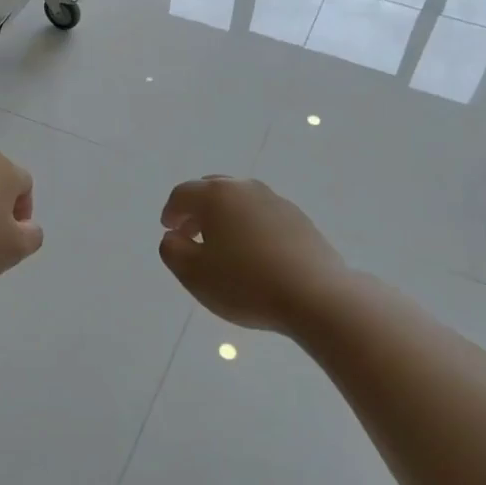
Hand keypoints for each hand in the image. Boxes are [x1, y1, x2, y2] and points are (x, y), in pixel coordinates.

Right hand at [158, 177, 348, 333]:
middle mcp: (246, 188)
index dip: (171, 212)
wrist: (315, 296)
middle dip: (197, 210)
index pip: (183, 194)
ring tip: (223, 248)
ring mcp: (276, 201)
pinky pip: (263, 216)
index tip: (169, 231)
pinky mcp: (299, 219)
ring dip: (225, 218)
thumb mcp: (194, 274)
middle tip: (191, 235)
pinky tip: (254, 255)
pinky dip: (250, 227)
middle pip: (212, 190)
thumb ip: (172, 251)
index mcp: (216, 195)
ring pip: (240, 201)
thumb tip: (173, 236)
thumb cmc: (245, 283)